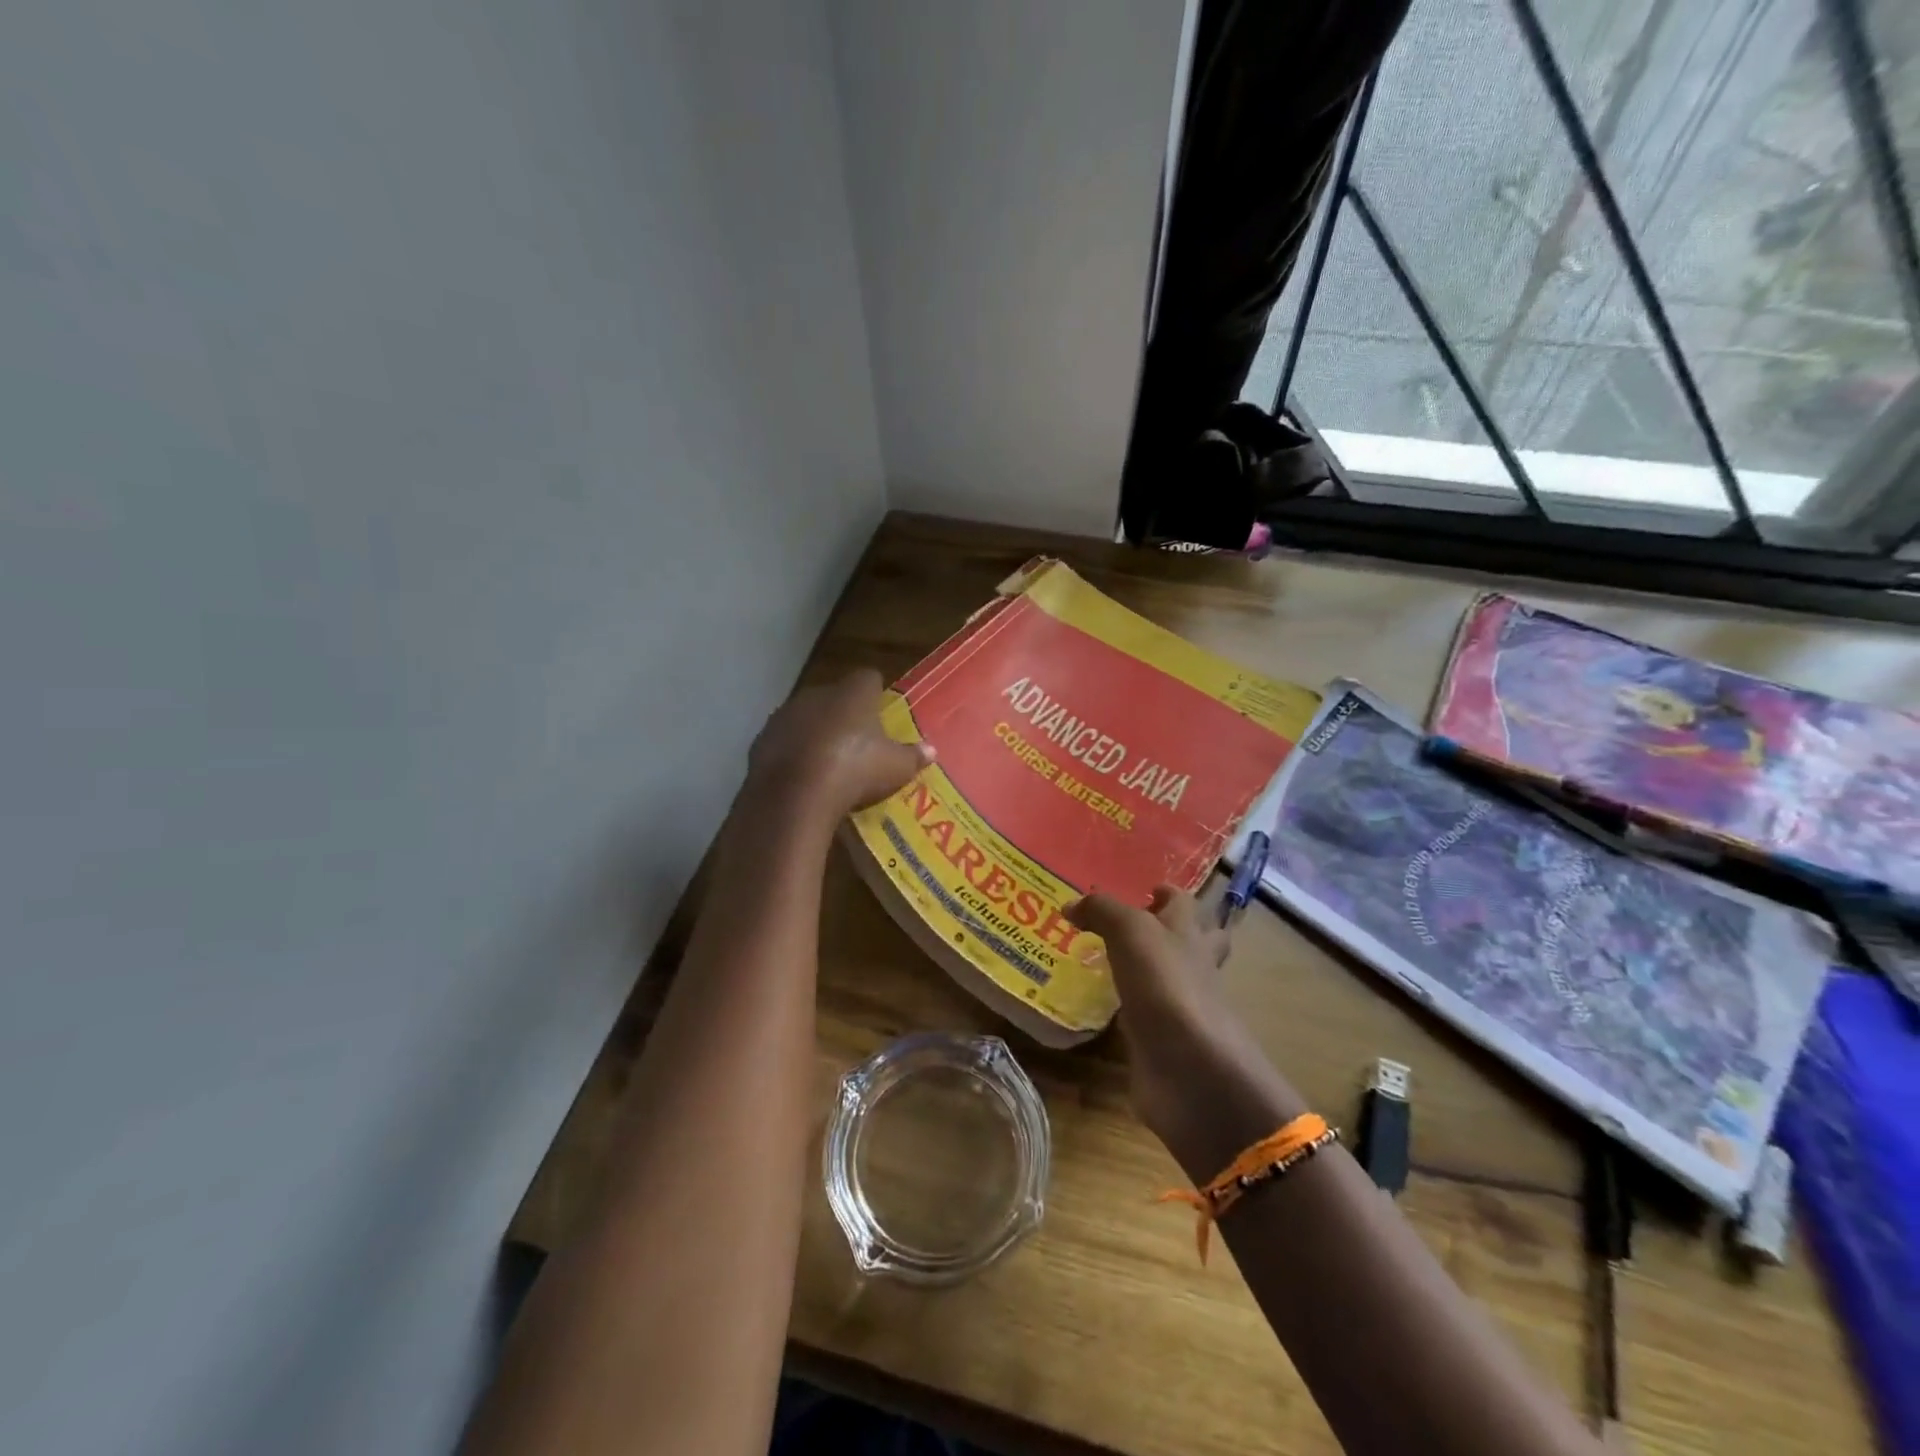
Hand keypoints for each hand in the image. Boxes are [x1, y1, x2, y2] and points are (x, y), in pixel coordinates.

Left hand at [747, 669, 932, 823]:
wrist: (794, 796)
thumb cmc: (855, 770)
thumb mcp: (895, 768)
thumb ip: (913, 756)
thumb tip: (931, 751)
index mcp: (853, 692)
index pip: (868, 678)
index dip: (876, 694)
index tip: (881, 713)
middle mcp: (817, 693)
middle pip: (834, 697)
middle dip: (844, 715)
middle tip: (858, 743)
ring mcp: (784, 715)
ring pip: (805, 718)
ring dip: (815, 733)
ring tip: (828, 763)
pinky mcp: (761, 741)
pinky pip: (784, 742)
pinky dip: (793, 754)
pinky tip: (802, 777)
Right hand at [1066, 886, 1302, 1170]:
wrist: (1190, 1068)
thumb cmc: (1166, 984)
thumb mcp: (1129, 930)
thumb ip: (1100, 911)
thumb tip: (1071, 906)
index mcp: (1189, 934)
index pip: (1183, 903)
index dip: (1167, 893)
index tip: (1145, 889)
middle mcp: (1191, 967)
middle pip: (1192, 942)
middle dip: (1172, 933)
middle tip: (1131, 928)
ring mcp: (1180, 1009)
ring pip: (1166, 981)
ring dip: (1144, 973)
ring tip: (1103, 964)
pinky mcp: (1163, 1043)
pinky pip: (1144, 1019)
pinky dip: (1126, 1014)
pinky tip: (1098, 1010)